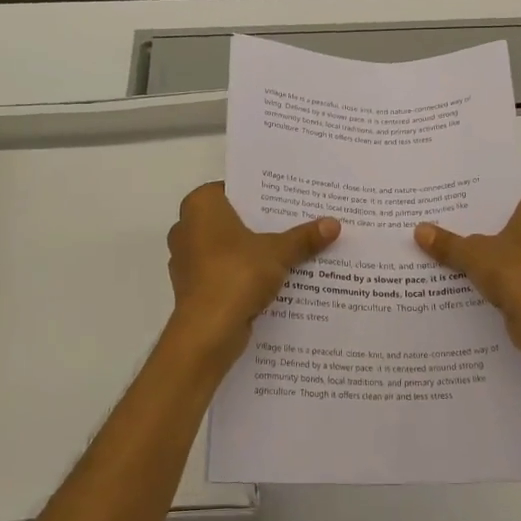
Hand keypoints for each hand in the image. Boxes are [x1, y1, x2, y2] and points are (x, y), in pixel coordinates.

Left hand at [166, 182, 339, 357]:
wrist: (208, 331)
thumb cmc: (236, 274)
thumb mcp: (278, 252)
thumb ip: (304, 237)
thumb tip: (334, 223)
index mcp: (200, 206)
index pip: (233, 189)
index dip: (261, 194)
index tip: (287, 199)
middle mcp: (186, 227)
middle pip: (232, 219)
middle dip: (260, 224)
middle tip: (296, 222)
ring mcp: (187, 260)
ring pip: (227, 248)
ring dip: (253, 251)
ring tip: (290, 251)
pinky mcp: (194, 287)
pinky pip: (224, 272)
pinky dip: (244, 274)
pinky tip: (272, 280)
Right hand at [415, 189, 520, 372]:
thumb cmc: (517, 271)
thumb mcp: (472, 255)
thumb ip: (448, 243)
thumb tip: (419, 230)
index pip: (520, 196)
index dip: (497, 204)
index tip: (472, 212)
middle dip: (500, 232)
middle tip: (466, 235)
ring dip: (508, 260)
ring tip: (472, 263)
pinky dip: (516, 282)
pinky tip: (489, 289)